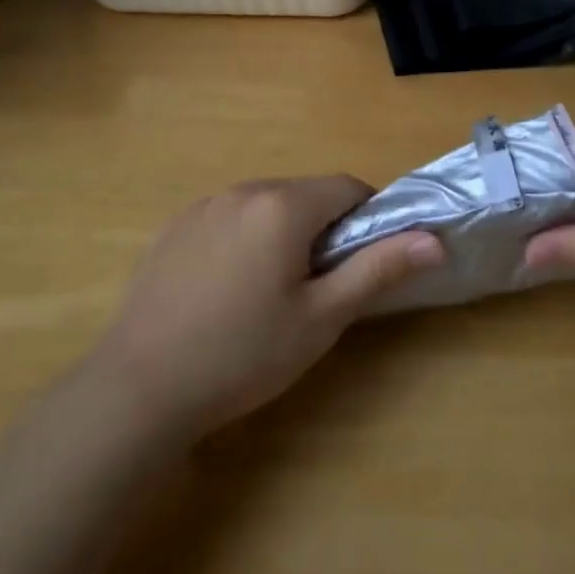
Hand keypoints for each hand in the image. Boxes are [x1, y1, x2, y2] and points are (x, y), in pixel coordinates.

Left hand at [85, 176, 441, 440]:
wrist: (140, 386)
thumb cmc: (243, 354)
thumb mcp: (321, 318)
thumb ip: (378, 269)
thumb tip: (435, 239)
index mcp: (283, 205)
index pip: (347, 187)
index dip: (367, 218)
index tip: (364, 262)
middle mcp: (243, 190)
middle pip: (305, 194)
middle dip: (324, 228)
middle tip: (318, 287)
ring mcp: (203, 205)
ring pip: (266, 205)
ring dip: (284, 232)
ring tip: (271, 292)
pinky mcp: (175, 226)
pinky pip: (229, 217)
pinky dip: (245, 238)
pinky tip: (227, 290)